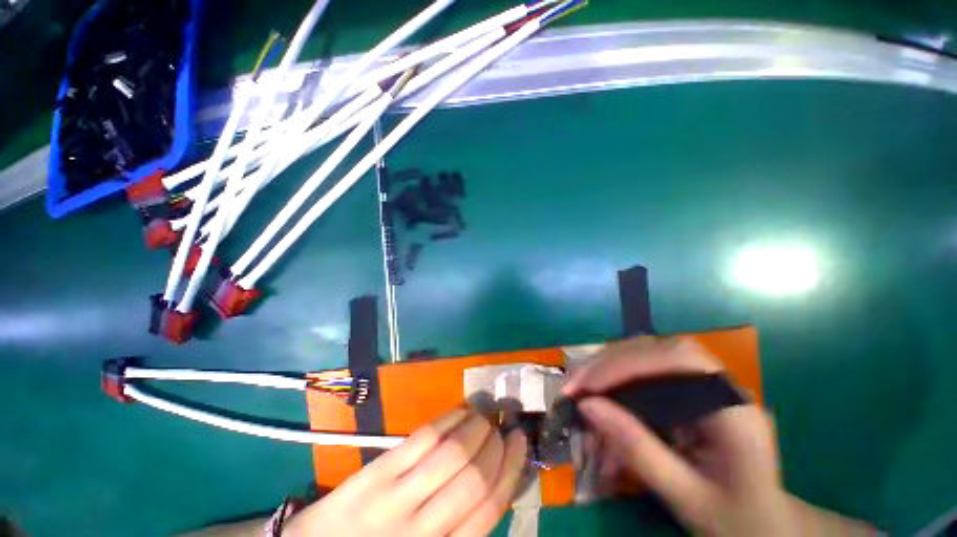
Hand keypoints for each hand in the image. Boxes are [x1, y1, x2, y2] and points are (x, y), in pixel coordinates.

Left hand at [284, 409, 527, 536]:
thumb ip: (458, 525)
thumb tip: (492, 481)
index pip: (489, 508)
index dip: (511, 469)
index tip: (519, 441)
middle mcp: (421, 530)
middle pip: (474, 477)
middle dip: (495, 444)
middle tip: (501, 426)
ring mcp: (394, 498)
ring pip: (451, 452)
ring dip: (476, 426)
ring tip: (483, 415)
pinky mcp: (376, 472)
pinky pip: (423, 438)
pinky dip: (449, 419)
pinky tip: (459, 412)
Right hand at [563, 336, 795, 535]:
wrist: (762, 525)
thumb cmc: (733, 518)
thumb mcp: (685, 495)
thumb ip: (637, 449)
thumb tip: (586, 405)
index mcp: (735, 408)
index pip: (678, 359)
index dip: (628, 364)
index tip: (588, 387)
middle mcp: (719, 383)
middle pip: (656, 349)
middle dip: (609, 363)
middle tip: (574, 385)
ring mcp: (702, 382)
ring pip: (646, 353)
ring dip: (608, 365)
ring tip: (581, 386)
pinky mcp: (686, 388)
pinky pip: (645, 368)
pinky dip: (617, 375)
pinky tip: (601, 390)